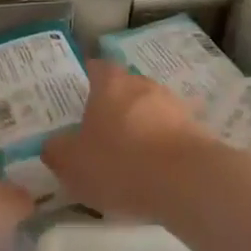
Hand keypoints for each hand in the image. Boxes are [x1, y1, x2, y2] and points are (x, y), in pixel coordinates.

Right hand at [41, 60, 213, 218]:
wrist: (188, 183)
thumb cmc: (120, 163)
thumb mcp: (71, 163)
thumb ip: (56, 150)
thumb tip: (54, 144)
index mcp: (110, 84)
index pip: (95, 68)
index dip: (83, 81)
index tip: (74, 99)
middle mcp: (144, 86)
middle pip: (123, 90)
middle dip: (111, 109)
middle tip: (96, 134)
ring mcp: (175, 107)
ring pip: (148, 113)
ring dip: (137, 130)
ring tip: (125, 160)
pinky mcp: (196, 132)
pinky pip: (168, 136)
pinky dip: (158, 150)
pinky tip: (150, 175)